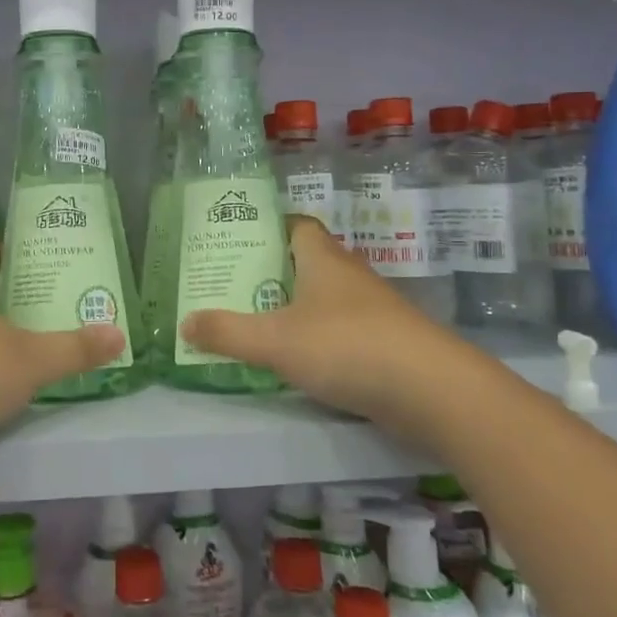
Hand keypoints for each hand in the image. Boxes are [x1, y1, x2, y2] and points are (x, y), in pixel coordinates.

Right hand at [180, 217, 451, 417]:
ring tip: (257, 323)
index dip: (268, 229)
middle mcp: (349, 275)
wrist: (431, 390)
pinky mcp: (387, 343)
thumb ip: (227, 332)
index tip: (238, 244)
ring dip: (296, 308)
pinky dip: (320, 338)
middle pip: (307, 262)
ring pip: (326, 298)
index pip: (296, 226)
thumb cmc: (346, 346)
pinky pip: (343, 330)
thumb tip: (185, 322)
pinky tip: (300, 360)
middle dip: (273, 272)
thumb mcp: (274, 340)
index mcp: (323, 258)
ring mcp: (373, 310)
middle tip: (234, 288)